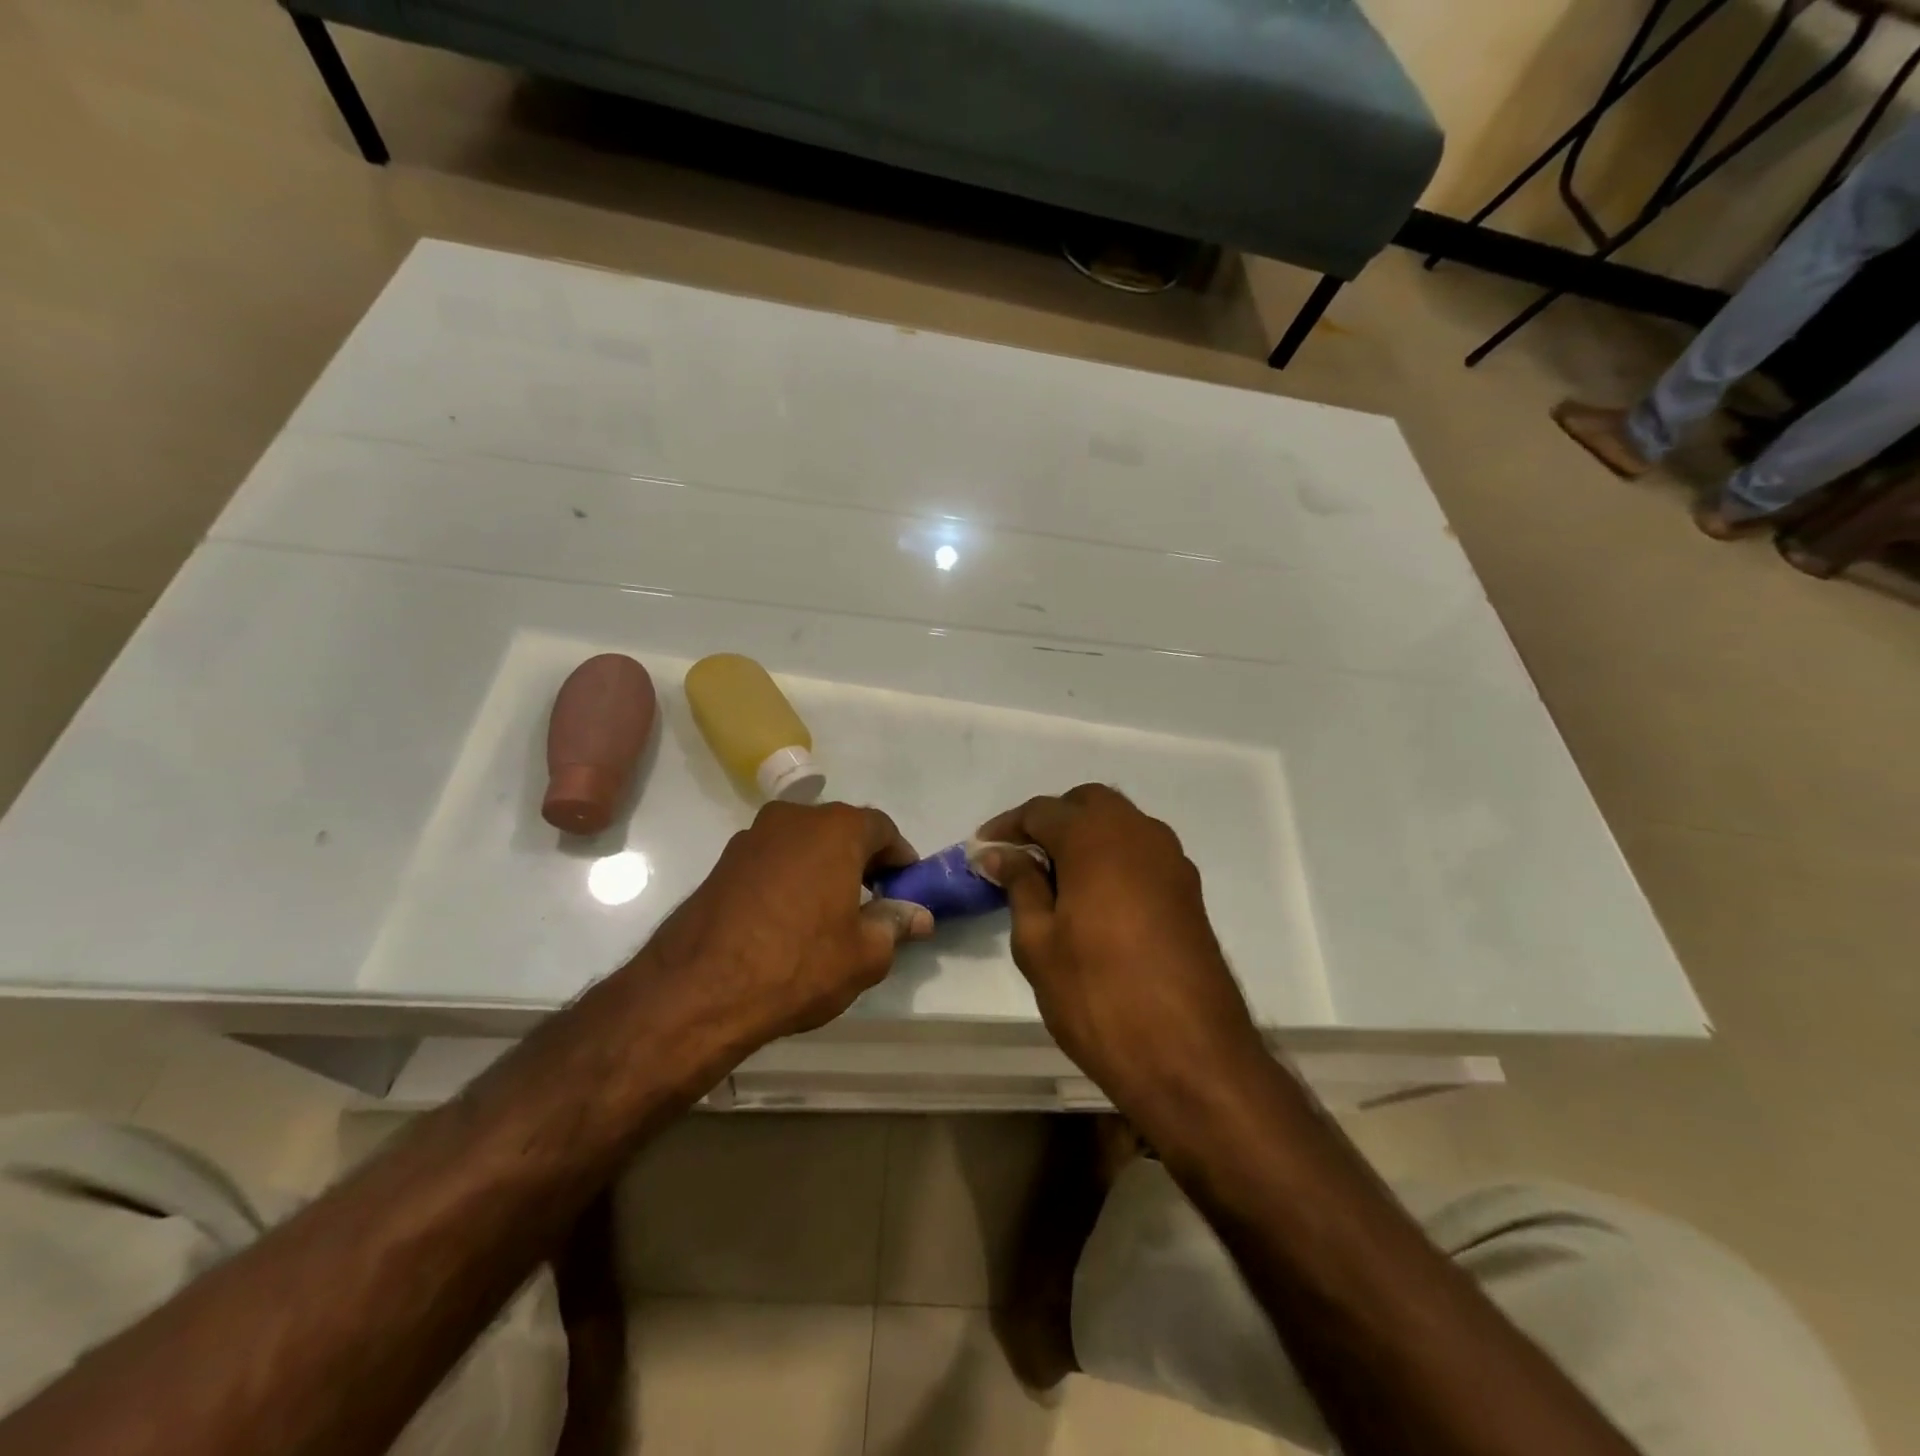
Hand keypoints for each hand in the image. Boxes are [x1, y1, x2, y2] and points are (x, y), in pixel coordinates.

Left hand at [641, 801, 932, 1055]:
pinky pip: (772, 861)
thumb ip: (895, 924)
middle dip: (861, 860)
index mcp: (836, 828)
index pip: (883, 829)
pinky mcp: (722, 862)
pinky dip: (790, 878)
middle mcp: (794, 818)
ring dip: (823, 867)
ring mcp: (752, 837)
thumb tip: (917, 915)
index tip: (905, 888)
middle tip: (872, 902)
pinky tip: (788, 918)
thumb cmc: (799, 964)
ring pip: (804, 844)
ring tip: (828, 913)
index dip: (900, 858)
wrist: (699, 990)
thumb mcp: (865, 953)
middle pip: (841, 830)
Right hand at [977, 785, 1267, 1110]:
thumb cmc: (1098, 994)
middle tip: (1020, 859)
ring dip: (1084, 838)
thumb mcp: (1039, 941)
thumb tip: (1000, 853)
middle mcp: (1140, 833)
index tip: (982, 851)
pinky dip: (1112, 860)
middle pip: (1088, 805)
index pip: (1042, 811)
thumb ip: (1020, 885)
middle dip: (1051, 822)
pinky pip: (1141, 854)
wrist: (1190, 1056)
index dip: (1007, 828)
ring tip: (1053, 881)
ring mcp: (1172, 861)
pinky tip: (1093, 900)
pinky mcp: (1188, 891)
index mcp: (1097, 836)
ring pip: (1120, 826)